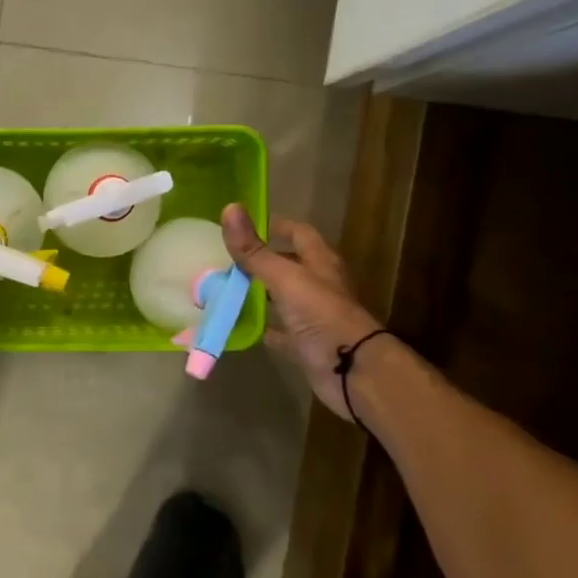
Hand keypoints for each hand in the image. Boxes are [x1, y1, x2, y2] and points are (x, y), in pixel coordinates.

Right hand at [222, 204, 381, 421]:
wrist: (351, 370)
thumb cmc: (322, 316)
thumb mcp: (285, 278)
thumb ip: (255, 250)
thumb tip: (229, 207)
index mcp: (320, 263)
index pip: (299, 234)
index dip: (277, 226)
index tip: (248, 224)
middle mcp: (319, 286)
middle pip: (290, 266)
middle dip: (263, 260)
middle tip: (228, 258)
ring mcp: (313, 317)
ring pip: (282, 299)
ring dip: (260, 294)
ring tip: (226, 289)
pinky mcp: (305, 345)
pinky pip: (279, 332)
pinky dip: (262, 328)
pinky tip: (240, 326)